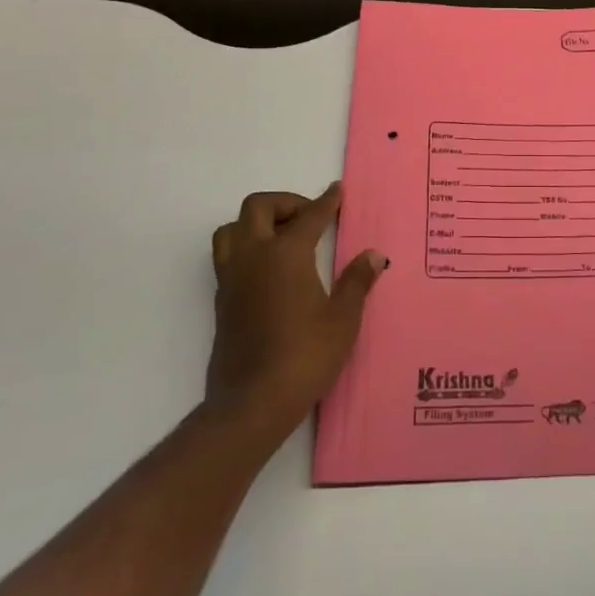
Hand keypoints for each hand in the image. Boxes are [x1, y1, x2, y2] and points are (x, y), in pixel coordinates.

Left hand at [206, 184, 386, 438]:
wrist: (252, 404)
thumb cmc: (304, 356)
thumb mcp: (342, 319)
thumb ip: (356, 281)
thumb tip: (373, 255)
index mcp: (286, 254)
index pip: (309, 216)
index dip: (327, 202)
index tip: (336, 191)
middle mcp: (254, 257)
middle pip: (258, 207)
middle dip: (285, 203)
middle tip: (309, 216)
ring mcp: (232, 279)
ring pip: (232, 229)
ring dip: (255, 223)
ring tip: (281, 237)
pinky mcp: (221, 301)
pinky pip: (228, 257)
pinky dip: (247, 248)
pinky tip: (269, 269)